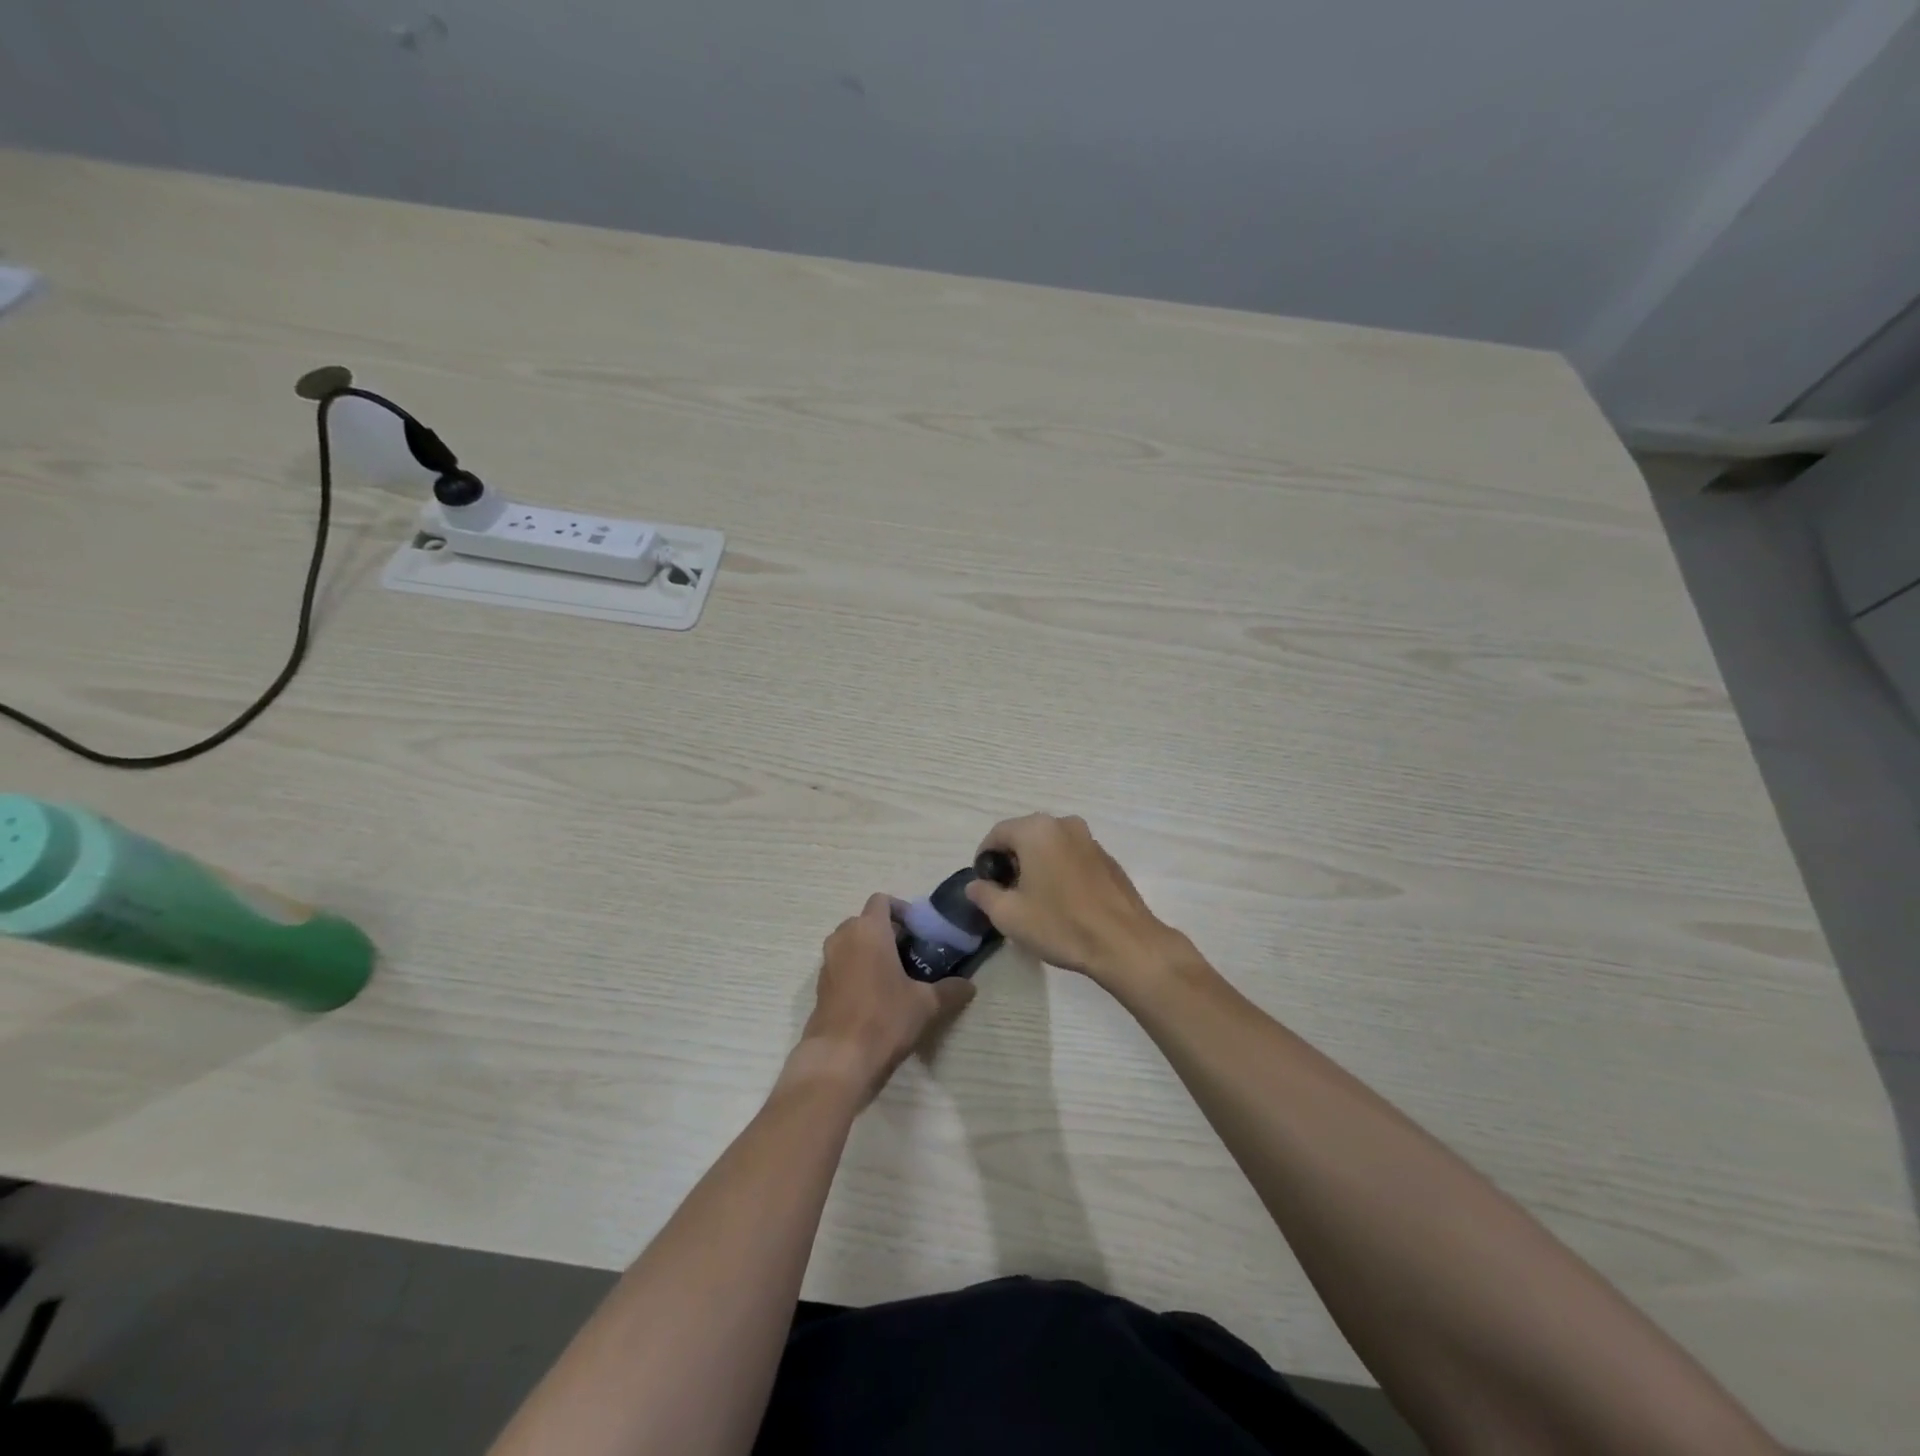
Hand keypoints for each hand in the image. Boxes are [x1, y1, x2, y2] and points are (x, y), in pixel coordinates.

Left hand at [787, 894, 974, 1105]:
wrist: (839, 1059)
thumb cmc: (884, 1019)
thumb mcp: (926, 1005)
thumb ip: (950, 990)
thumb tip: (969, 986)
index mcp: (869, 930)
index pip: (882, 900)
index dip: (901, 910)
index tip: (919, 931)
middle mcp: (843, 937)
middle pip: (865, 920)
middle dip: (886, 931)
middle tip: (910, 953)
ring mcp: (827, 962)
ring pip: (851, 943)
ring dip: (870, 951)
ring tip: (895, 975)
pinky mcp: (819, 986)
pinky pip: (841, 965)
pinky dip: (856, 970)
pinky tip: (875, 996)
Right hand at [966, 814, 1188, 989]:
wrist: (1124, 943)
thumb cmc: (1061, 925)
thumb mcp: (1009, 915)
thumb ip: (984, 894)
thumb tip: (975, 885)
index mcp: (1036, 830)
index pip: (997, 834)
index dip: (984, 858)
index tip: (984, 885)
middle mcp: (1064, 825)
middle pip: (1024, 836)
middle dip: (1011, 861)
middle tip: (1006, 894)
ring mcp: (1090, 839)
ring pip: (1050, 846)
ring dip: (1036, 865)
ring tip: (1034, 899)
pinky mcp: (1107, 858)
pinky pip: (1071, 856)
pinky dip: (1059, 870)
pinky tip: (1062, 902)